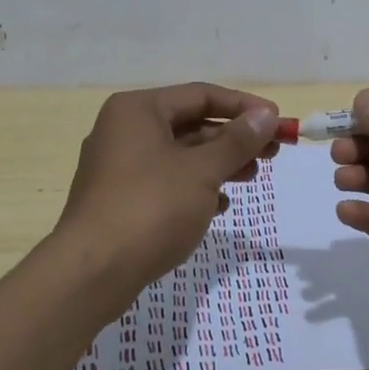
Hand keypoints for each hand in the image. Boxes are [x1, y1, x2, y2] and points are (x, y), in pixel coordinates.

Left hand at [55, 83, 280, 296]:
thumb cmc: (150, 208)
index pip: (201, 95)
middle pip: (190, 124)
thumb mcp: (201, 171)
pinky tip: (219, 206)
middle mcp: (124, 129)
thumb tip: (267, 115)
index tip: (278, 122)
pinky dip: (194, 188)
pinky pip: (165, 182)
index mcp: (138, 110)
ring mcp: (118, 166)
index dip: (243, 107)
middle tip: (272, 153)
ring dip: (218, 164)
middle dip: (233, 139)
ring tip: (251, 178)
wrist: (91, 274)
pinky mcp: (118, 199)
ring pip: (179, 155)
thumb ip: (237, 141)